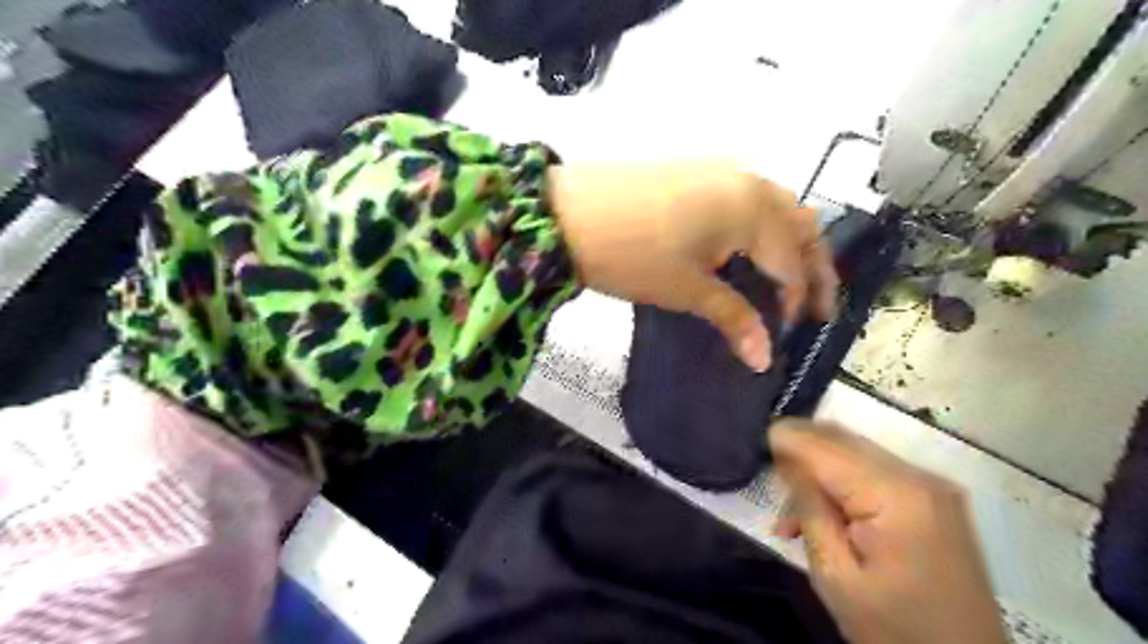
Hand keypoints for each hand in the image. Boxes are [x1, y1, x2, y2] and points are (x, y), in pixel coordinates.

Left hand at [546, 164, 834, 370]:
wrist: (566, 213)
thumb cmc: (630, 255)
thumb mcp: (685, 290)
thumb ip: (733, 318)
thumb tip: (764, 359)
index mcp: (752, 210)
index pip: (792, 261)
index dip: (796, 299)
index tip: (786, 331)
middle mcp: (748, 181)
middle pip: (798, 224)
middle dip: (811, 265)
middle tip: (811, 303)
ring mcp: (720, 170)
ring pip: (775, 207)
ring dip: (787, 242)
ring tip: (781, 278)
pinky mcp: (696, 171)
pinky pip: (746, 198)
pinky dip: (759, 226)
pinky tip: (745, 249)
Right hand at [771, 421, 1007, 643]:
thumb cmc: (894, 630)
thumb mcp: (834, 575)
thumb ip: (809, 508)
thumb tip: (786, 459)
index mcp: (897, 495)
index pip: (826, 446)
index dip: (785, 439)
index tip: (753, 443)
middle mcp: (918, 476)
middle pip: (842, 440)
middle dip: (799, 452)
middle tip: (769, 480)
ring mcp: (931, 485)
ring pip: (854, 453)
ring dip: (817, 470)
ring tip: (791, 517)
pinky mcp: (932, 498)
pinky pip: (873, 472)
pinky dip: (842, 483)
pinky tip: (824, 514)